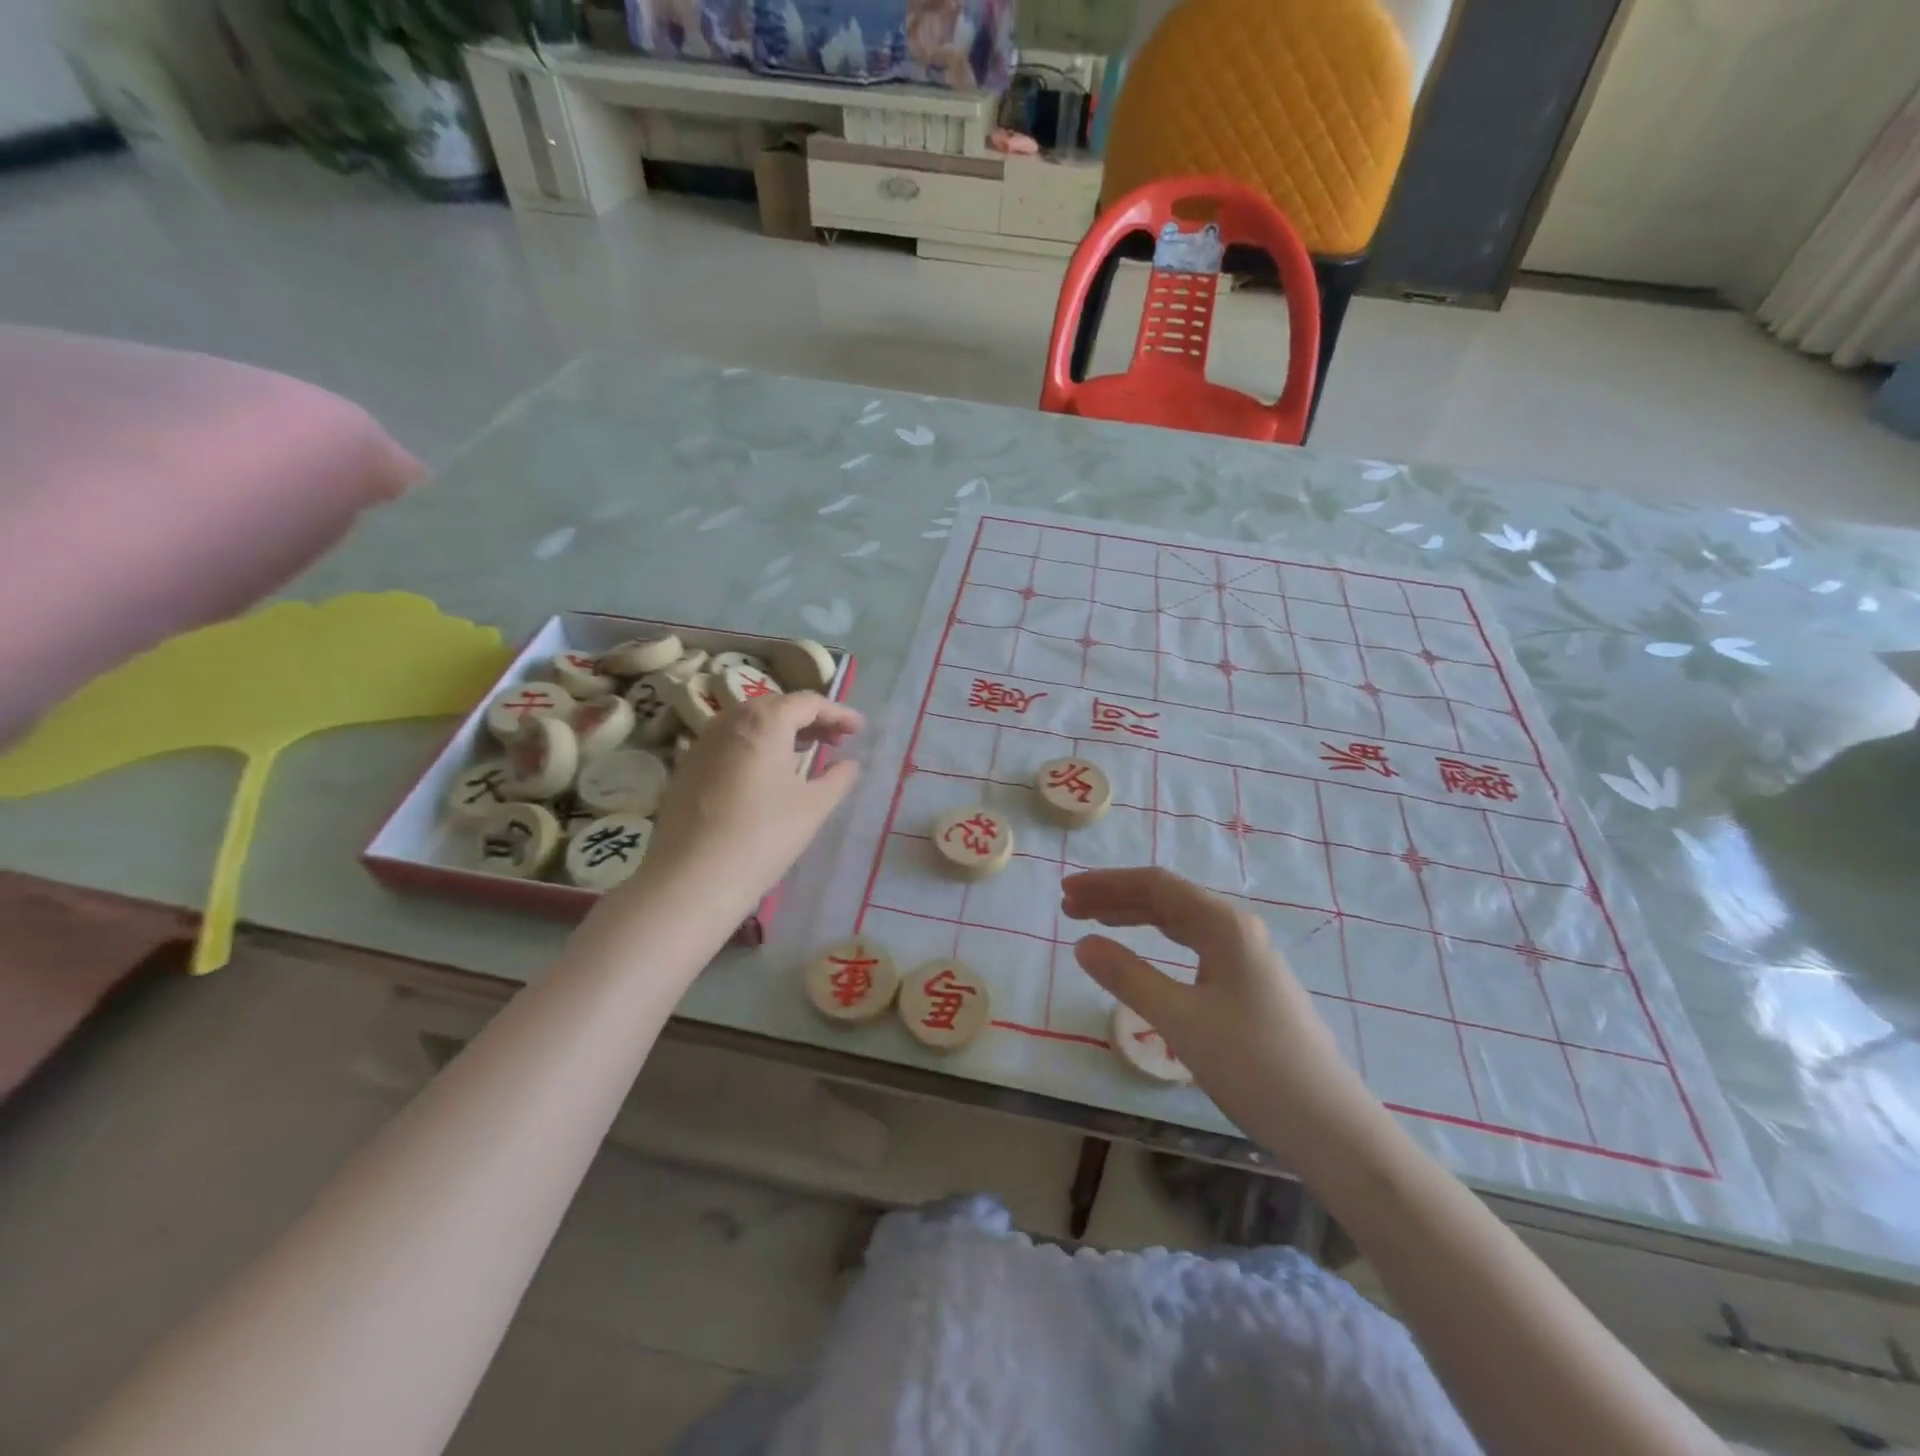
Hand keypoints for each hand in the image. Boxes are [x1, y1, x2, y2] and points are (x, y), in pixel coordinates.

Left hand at [627, 692, 864, 921]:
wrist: (692, 879)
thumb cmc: (763, 836)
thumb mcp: (813, 807)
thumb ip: (837, 778)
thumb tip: (848, 764)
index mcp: (764, 722)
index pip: (808, 703)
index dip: (838, 712)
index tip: (859, 728)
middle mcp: (730, 721)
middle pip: (776, 707)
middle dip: (810, 719)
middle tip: (837, 739)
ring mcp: (703, 743)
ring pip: (750, 724)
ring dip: (782, 732)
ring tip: (807, 752)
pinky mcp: (688, 768)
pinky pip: (731, 743)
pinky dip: (757, 747)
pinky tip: (769, 773)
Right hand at [1062, 867, 1374, 1163]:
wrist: (1330, 1127)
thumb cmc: (1252, 1065)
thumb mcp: (1180, 1019)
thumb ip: (1128, 976)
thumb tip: (1083, 944)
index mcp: (1224, 925)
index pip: (1155, 885)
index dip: (1106, 884)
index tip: (1066, 891)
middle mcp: (1237, 930)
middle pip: (1167, 899)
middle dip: (1115, 899)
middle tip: (1069, 908)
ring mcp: (1247, 958)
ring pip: (1180, 923)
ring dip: (1135, 919)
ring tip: (1094, 923)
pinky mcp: (1249, 985)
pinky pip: (1193, 946)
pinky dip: (1157, 943)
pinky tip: (1144, 953)